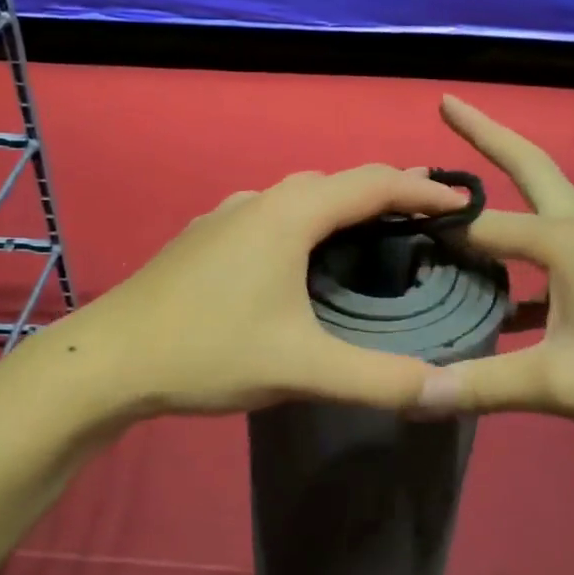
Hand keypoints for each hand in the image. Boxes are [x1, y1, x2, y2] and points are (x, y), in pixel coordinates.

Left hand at [40, 164, 468, 418]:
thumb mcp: (301, 369)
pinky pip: (270, 216)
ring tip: (372, 235)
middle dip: (385, 194)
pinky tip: (300, 261)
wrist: (108, 359)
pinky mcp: (203, 238)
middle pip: (336, 183)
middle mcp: (259, 200)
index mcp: (290, 214)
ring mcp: (224, 216)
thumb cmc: (208, 351)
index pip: (373, 183)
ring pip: (298, 198)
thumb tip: (447, 391)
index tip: (465, 203)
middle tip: (426, 218)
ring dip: (341, 208)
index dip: (423, 191)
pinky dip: (305, 225)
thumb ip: (379, 379)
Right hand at [416, 96, 573, 443]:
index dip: (432, 228)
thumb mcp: (562, 383)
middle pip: (527, 166)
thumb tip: (409, 395)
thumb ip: (482, 385)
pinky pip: (549, 249)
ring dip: (501, 187)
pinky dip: (517, 252)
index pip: (479, 226)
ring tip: (453, 190)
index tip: (383, 228)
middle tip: (447, 105)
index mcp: (563, 240)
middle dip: (485, 134)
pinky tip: (490, 290)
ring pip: (539, 203)